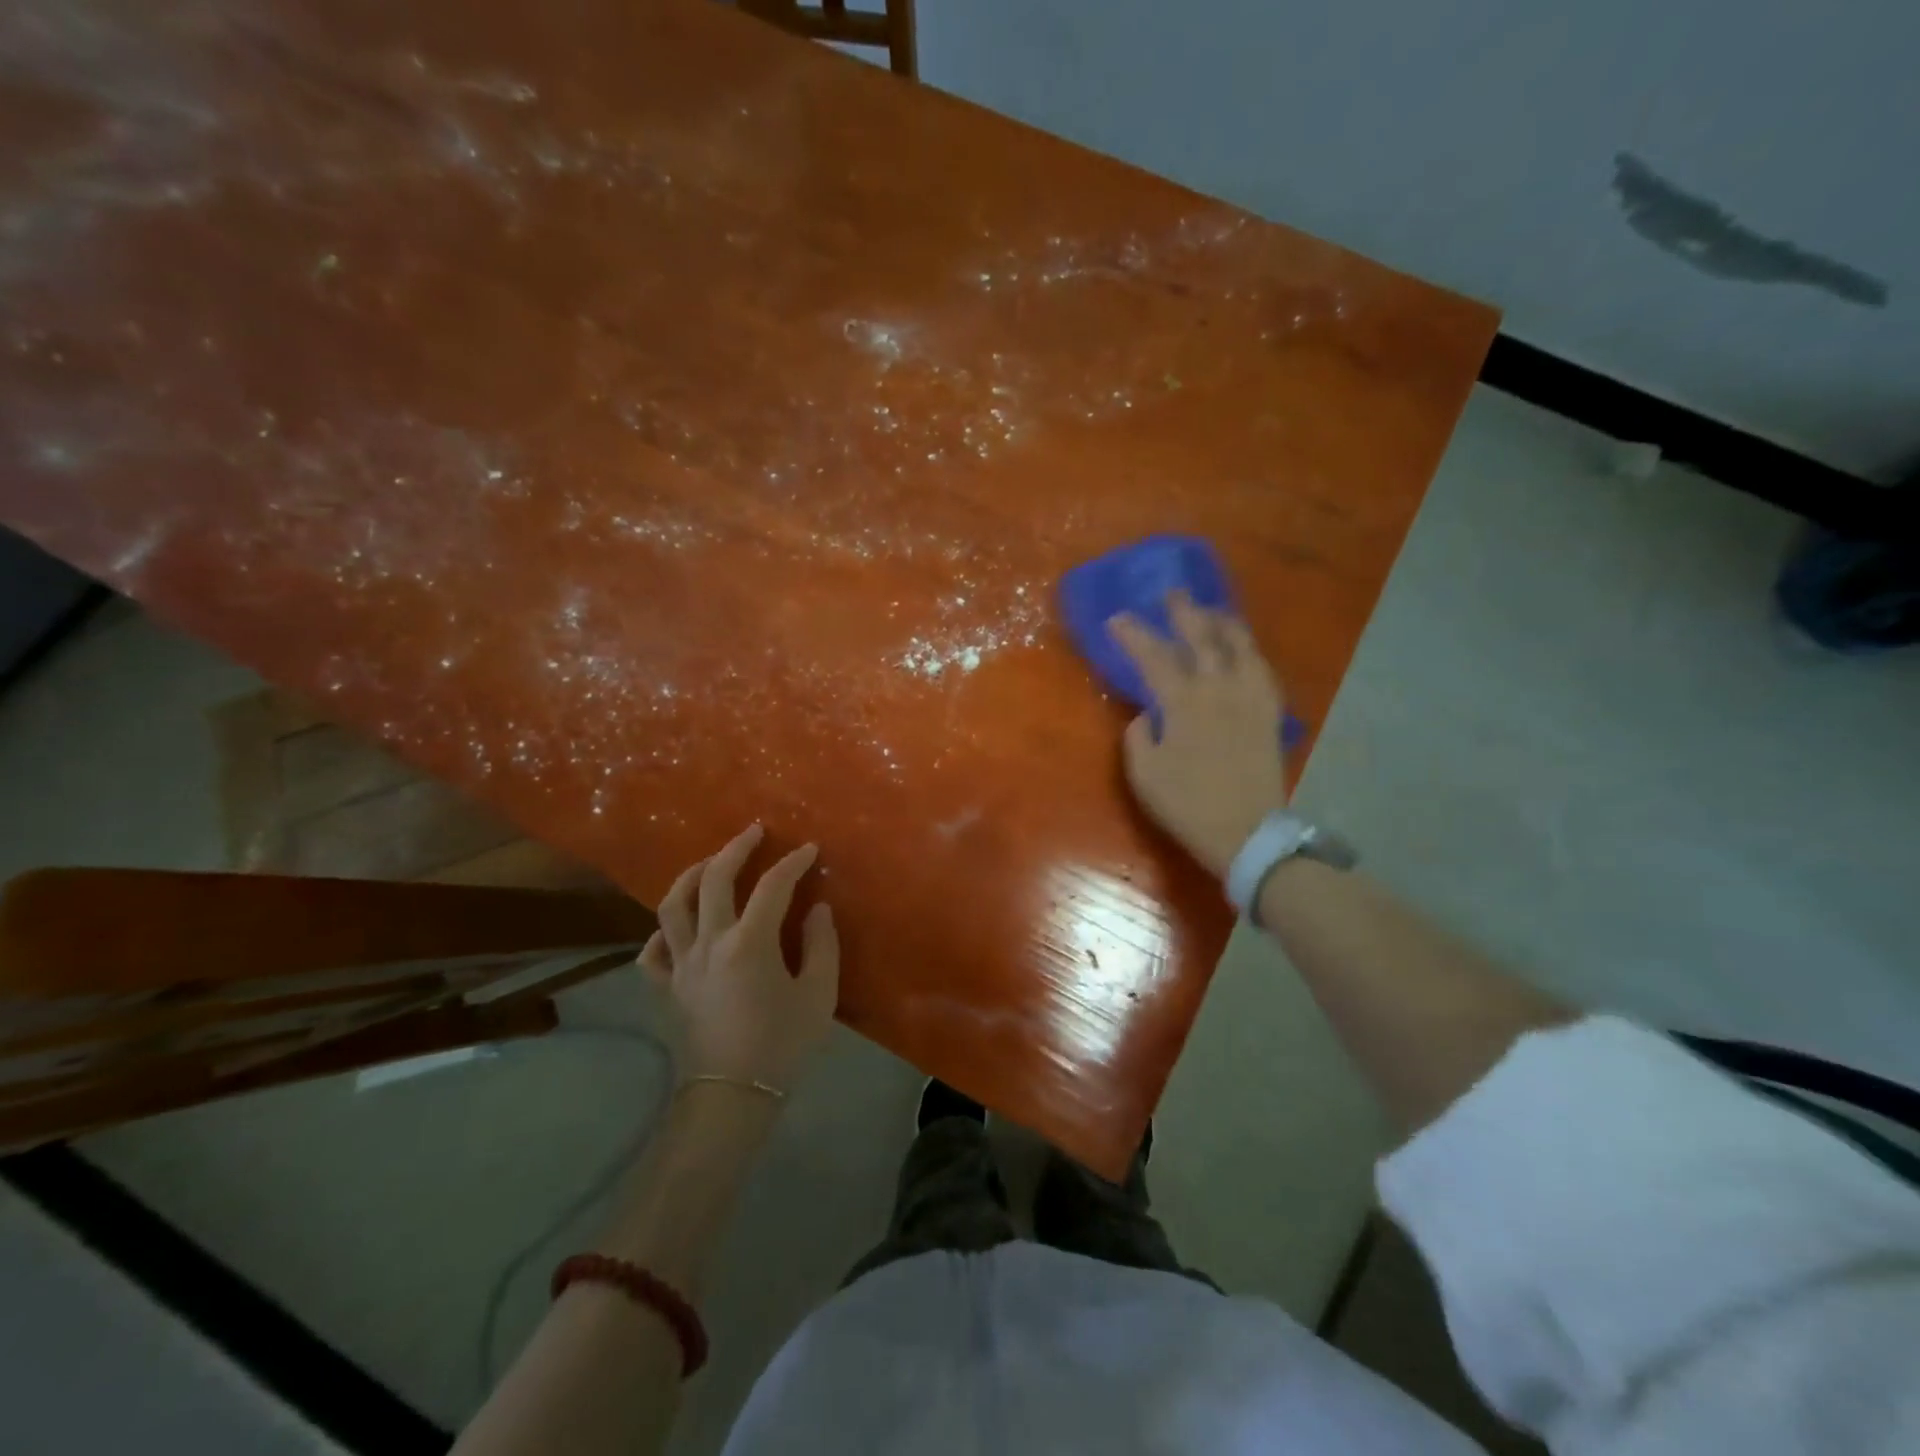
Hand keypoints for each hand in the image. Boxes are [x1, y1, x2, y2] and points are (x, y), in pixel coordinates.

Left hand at [638, 823, 838, 1092]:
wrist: (733, 1095)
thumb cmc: (782, 1044)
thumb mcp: (818, 994)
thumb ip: (821, 944)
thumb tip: (817, 908)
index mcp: (750, 943)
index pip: (773, 886)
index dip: (793, 862)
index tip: (810, 849)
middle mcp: (709, 942)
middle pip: (715, 879)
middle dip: (736, 848)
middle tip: (754, 832)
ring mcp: (681, 964)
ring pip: (672, 905)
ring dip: (691, 875)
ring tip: (709, 863)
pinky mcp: (666, 986)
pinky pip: (652, 950)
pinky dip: (662, 931)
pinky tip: (678, 926)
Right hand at [1108, 592, 1289, 877]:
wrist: (1247, 833)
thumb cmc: (1188, 805)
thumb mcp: (1145, 775)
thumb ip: (1138, 737)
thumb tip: (1146, 714)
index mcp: (1183, 703)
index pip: (1154, 656)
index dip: (1133, 635)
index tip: (1117, 619)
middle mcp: (1219, 689)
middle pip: (1202, 637)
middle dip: (1184, 612)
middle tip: (1171, 594)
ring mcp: (1250, 698)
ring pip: (1240, 645)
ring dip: (1222, 622)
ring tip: (1210, 612)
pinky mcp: (1269, 712)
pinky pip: (1262, 668)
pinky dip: (1248, 650)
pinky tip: (1242, 649)